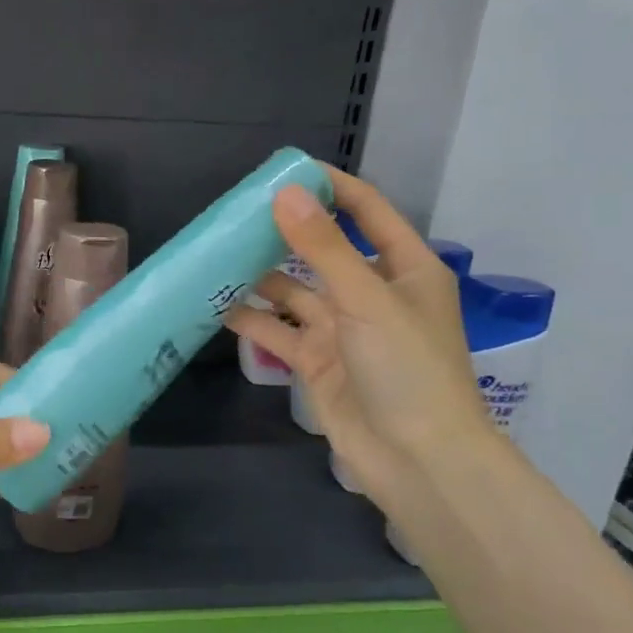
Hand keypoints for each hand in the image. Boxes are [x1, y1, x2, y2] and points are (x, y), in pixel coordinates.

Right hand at [223, 169, 502, 515]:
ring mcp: (341, 329)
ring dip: (259, 276)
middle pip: (323, 249)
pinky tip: (214, 304)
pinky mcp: (316, 361)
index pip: (367, 210)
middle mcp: (371, 293)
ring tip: (215, 255)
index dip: (330, 187)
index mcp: (404, 268)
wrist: (418, 461)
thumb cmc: (408, 369)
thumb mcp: (366, 299)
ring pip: (293, 291)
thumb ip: (324, 247)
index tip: (284, 170)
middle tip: (235, 214)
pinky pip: (277, 330)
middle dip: (283, 232)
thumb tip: (285, 194)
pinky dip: (249, 318)